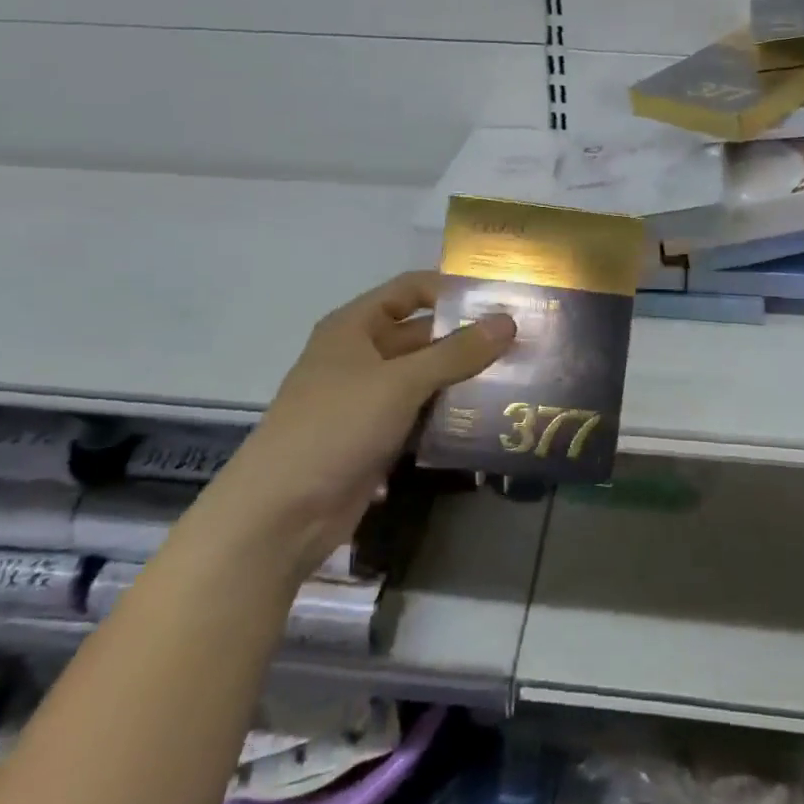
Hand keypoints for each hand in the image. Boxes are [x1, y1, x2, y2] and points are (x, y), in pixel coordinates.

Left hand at [220, 271, 515, 536]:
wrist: (281, 513)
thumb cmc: (335, 426)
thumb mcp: (399, 382)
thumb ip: (456, 353)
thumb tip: (508, 322)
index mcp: (355, 327)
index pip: (409, 290)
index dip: (451, 290)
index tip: (500, 299)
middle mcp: (361, 356)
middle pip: (422, 335)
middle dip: (467, 339)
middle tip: (522, 343)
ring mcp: (368, 399)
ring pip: (425, 378)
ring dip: (463, 379)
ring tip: (516, 379)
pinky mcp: (376, 437)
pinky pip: (420, 414)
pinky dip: (448, 414)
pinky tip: (488, 418)